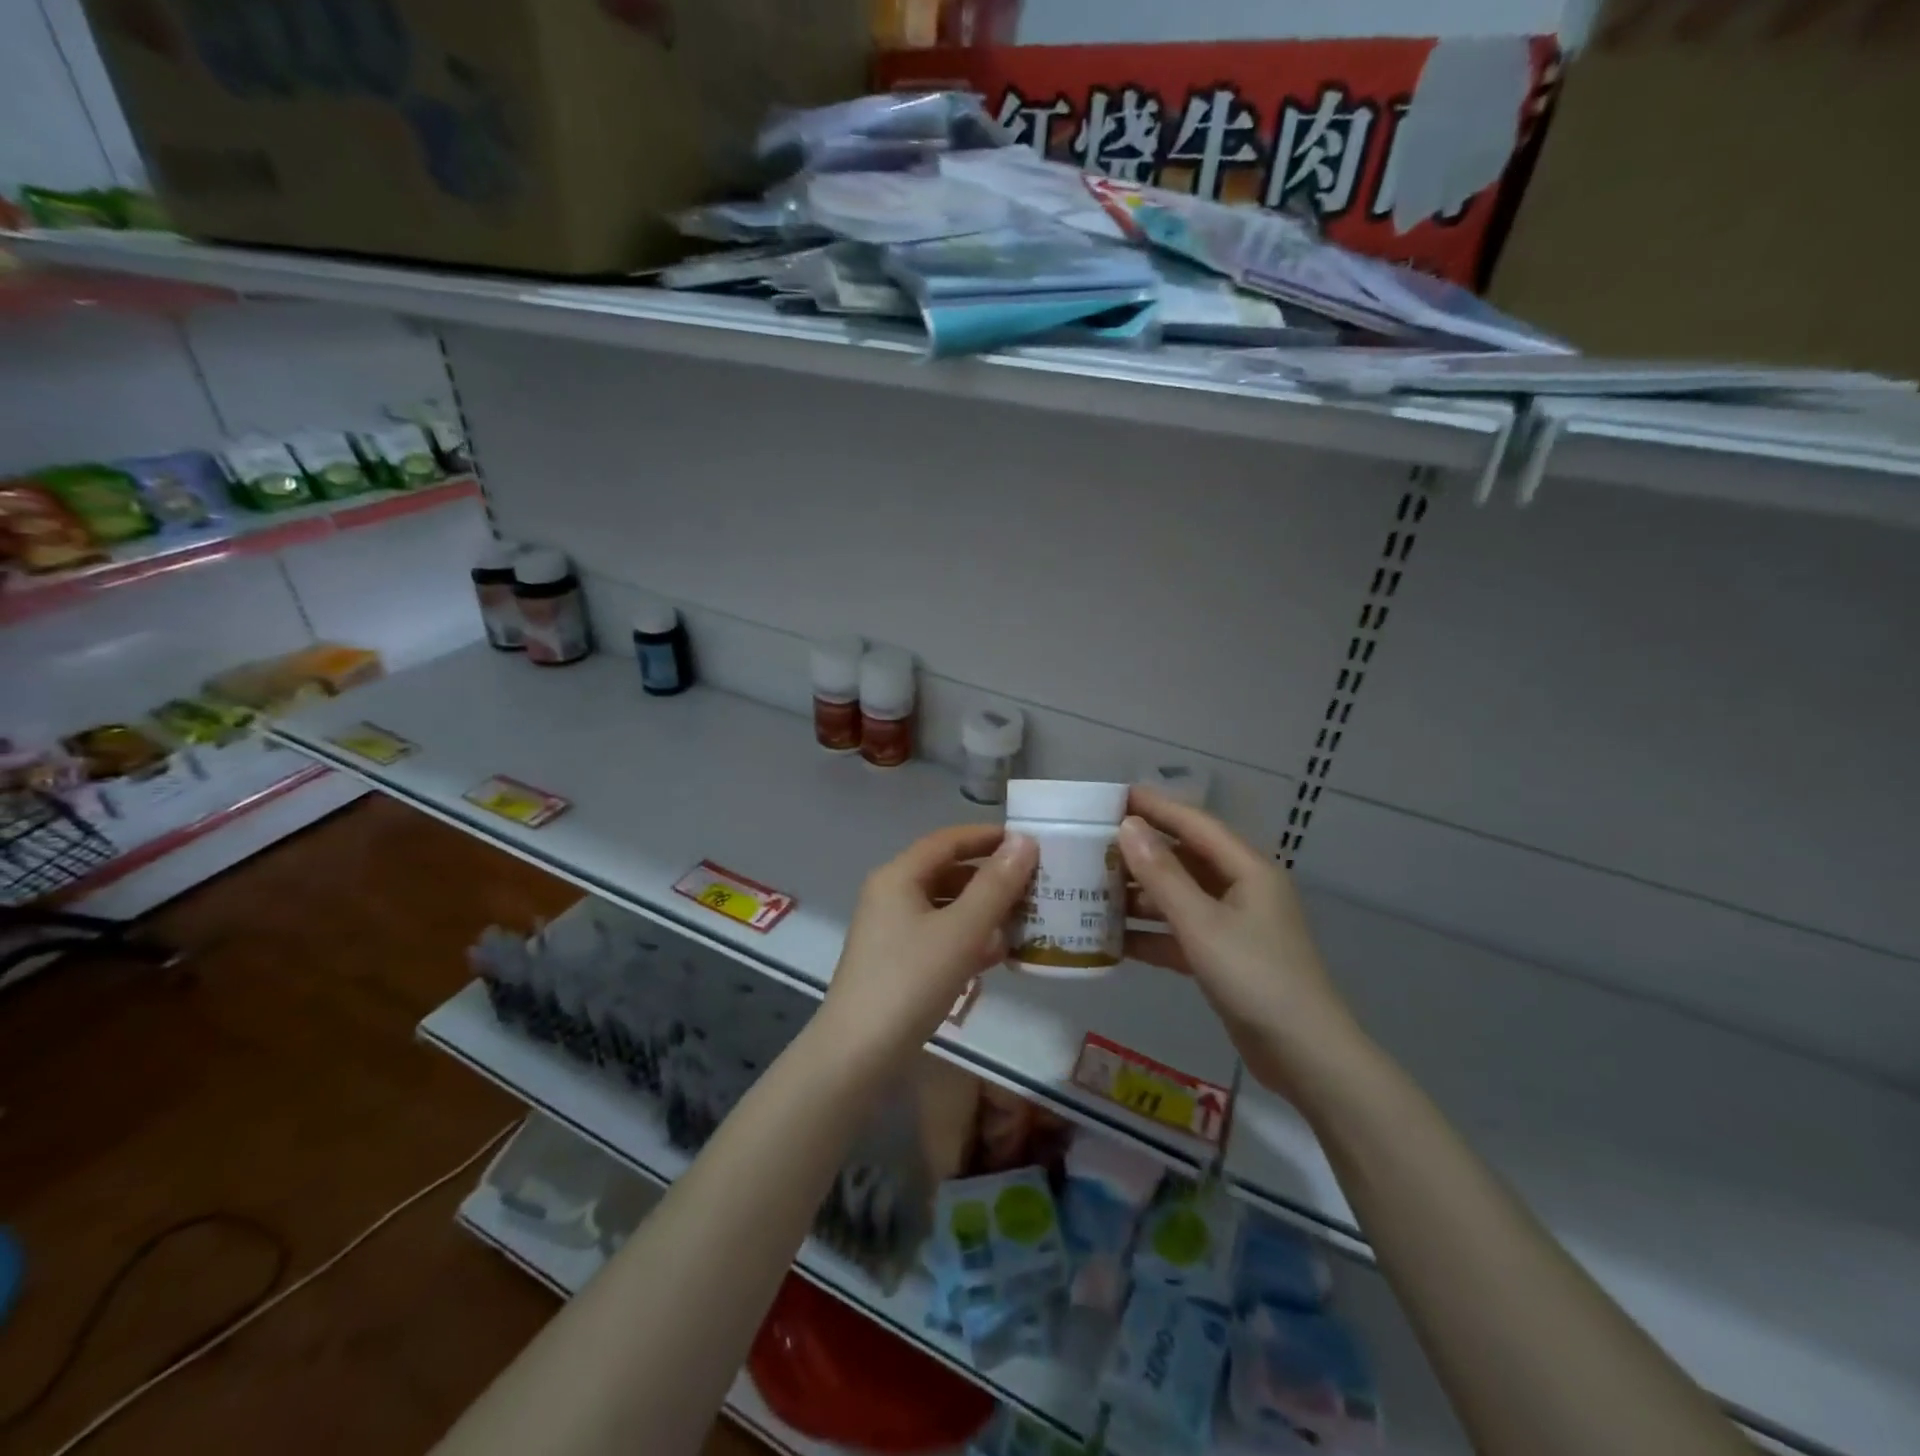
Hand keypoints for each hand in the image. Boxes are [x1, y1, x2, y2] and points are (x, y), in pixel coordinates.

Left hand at [814, 825, 1037, 1077]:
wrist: (859, 1054)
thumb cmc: (910, 981)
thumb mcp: (961, 931)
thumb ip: (996, 885)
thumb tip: (1024, 841)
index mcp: (898, 876)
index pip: (948, 840)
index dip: (988, 837)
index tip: (1029, 843)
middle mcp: (891, 894)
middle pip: (947, 872)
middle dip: (990, 877)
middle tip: (1034, 885)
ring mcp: (891, 929)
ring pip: (945, 906)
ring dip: (983, 910)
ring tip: (1024, 920)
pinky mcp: (897, 960)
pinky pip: (939, 935)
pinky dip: (968, 937)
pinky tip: (997, 954)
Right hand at [1119, 787, 1360, 1097]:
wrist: (1305, 1056)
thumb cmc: (1255, 977)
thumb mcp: (1202, 923)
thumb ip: (1162, 875)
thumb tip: (1128, 827)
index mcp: (1247, 869)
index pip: (1194, 824)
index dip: (1155, 806)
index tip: (1112, 796)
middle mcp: (1241, 889)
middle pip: (1185, 858)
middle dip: (1141, 851)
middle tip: (1092, 844)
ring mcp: (1234, 924)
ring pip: (1179, 897)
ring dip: (1141, 895)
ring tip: (1092, 889)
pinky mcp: (1224, 957)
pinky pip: (1180, 932)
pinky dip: (1151, 933)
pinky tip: (1112, 939)